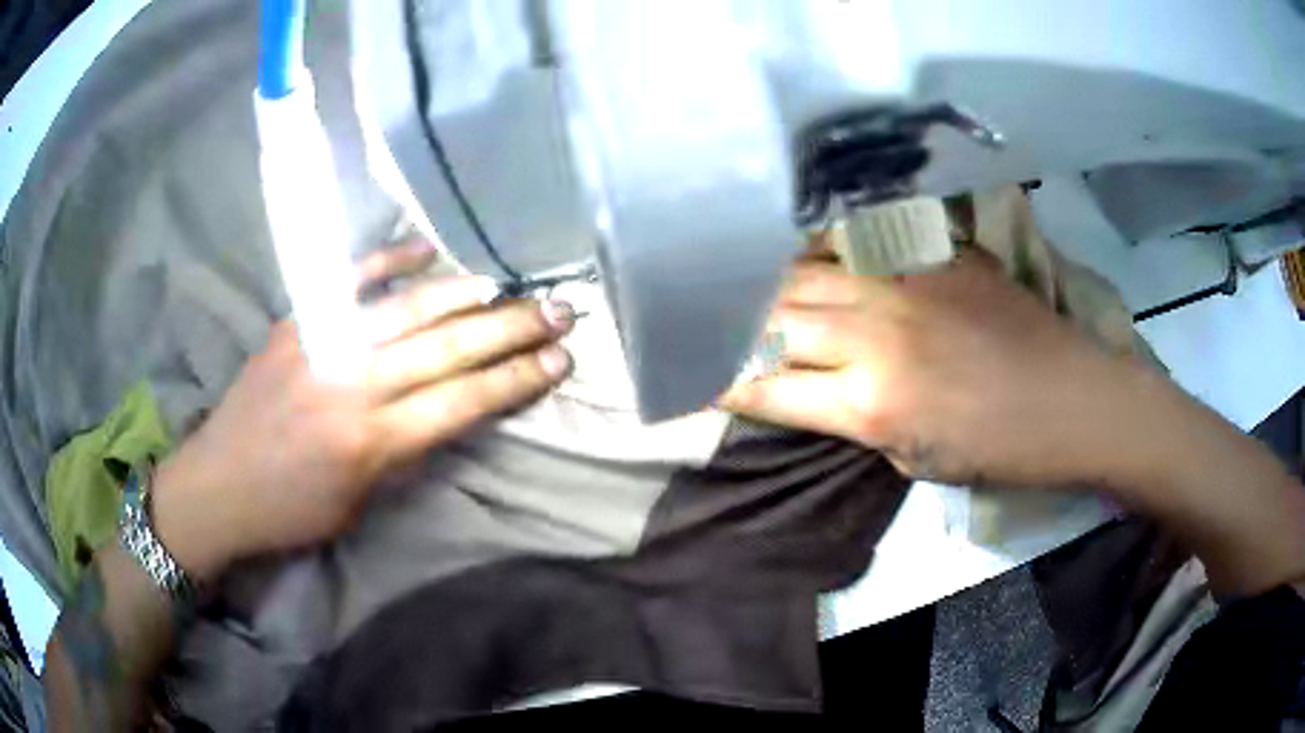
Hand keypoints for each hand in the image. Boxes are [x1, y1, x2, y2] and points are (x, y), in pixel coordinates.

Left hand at [151, 242, 574, 580]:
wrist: (216, 484)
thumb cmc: (290, 511)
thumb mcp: (358, 503)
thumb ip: (403, 451)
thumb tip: (445, 407)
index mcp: (369, 441)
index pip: (461, 402)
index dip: (516, 380)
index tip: (560, 362)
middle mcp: (351, 384)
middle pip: (446, 349)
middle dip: (511, 330)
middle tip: (559, 312)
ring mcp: (320, 343)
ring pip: (407, 309)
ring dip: (466, 295)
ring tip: (511, 286)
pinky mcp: (295, 322)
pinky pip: (348, 281)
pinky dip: (389, 260)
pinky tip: (427, 248)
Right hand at [721, 251, 1150, 489]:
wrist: (1069, 398)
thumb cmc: (998, 449)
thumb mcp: (915, 461)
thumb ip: (857, 419)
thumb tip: (816, 389)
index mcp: (870, 403)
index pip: (766, 387)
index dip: (719, 381)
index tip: (689, 373)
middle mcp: (873, 334)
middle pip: (775, 318)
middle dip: (728, 322)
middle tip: (699, 317)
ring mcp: (903, 284)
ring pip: (807, 273)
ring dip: (766, 281)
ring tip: (735, 279)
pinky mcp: (931, 255)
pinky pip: (858, 245)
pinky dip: (820, 252)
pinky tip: (802, 249)